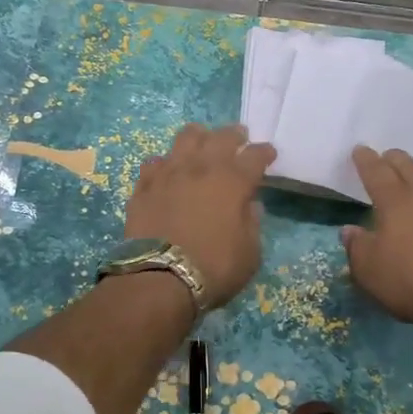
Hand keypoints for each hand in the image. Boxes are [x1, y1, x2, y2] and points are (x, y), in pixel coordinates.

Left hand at [125, 124, 276, 309]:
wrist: (159, 278)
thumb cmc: (213, 268)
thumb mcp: (249, 254)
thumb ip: (252, 224)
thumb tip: (249, 205)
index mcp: (232, 181)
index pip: (255, 156)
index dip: (264, 153)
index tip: (268, 154)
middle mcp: (201, 167)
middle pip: (221, 136)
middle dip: (234, 135)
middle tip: (239, 138)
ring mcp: (169, 173)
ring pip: (185, 138)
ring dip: (199, 137)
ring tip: (202, 141)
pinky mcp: (144, 186)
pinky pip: (155, 162)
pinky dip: (166, 163)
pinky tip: (168, 170)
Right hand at [340, 145, 412, 341]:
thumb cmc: (412, 283)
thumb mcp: (369, 272)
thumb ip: (356, 247)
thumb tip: (349, 231)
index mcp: (396, 204)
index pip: (376, 172)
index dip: (366, 160)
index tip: (360, 149)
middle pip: (409, 168)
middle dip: (395, 160)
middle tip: (387, 158)